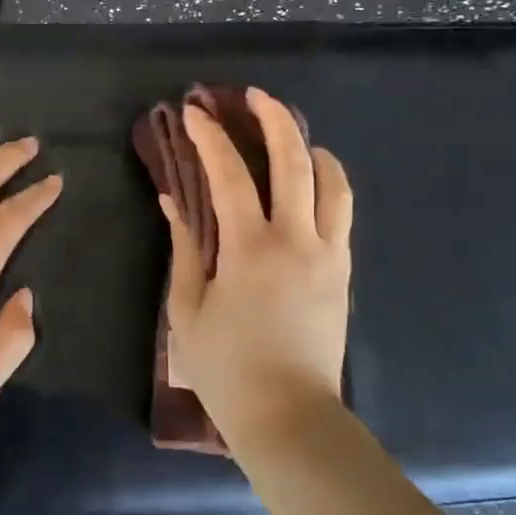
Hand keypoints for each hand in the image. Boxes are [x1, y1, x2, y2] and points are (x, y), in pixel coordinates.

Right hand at [160, 87, 353, 446]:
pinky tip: (311, 182)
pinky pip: (342, 213)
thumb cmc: (226, 368)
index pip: (230, 175)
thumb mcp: (187, 310)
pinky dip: (328, 184)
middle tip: (254, 97)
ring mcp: (328, 254)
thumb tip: (173, 201)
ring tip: (291, 134)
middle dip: (274, 119)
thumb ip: (183, 249)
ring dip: (311, 147)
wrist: (290, 417)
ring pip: (332, 182)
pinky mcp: (343, 272)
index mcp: (250, 249)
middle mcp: (296, 240)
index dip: (209, 138)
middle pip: (294, 161)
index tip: (193, 113)